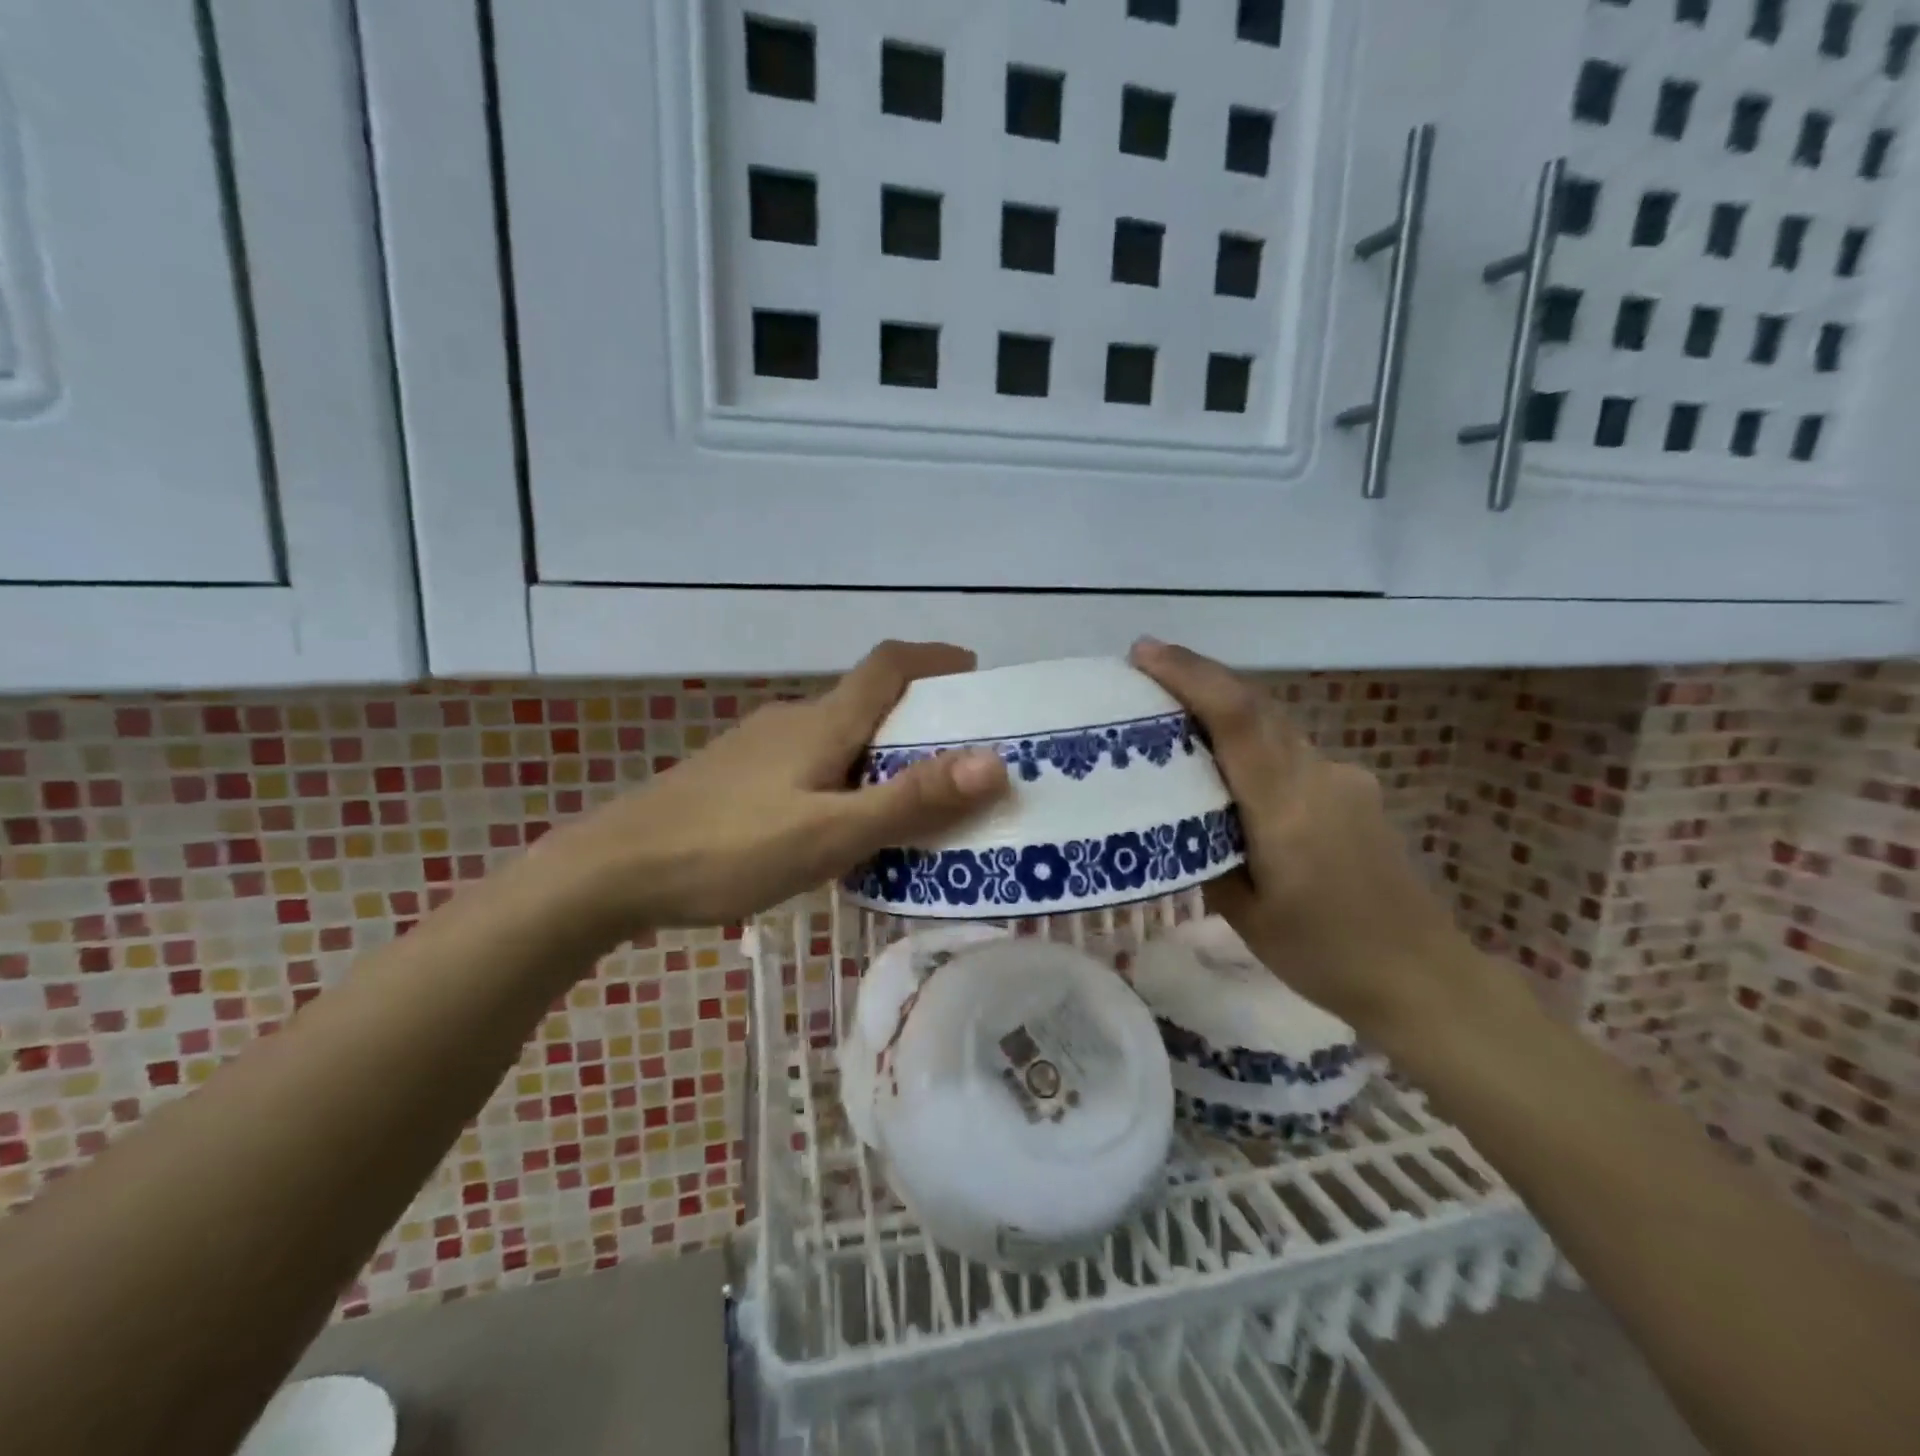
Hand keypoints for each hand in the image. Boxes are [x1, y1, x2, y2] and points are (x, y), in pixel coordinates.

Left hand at [530, 641, 1008, 936]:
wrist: (612, 870)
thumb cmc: (728, 849)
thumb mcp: (830, 834)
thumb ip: (910, 801)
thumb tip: (993, 763)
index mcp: (822, 723)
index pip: (889, 665)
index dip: (935, 658)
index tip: (975, 672)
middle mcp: (793, 720)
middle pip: (867, 702)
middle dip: (918, 719)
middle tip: (959, 760)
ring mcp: (758, 747)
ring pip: (837, 736)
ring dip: (880, 754)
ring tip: (910, 801)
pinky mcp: (736, 775)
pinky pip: (809, 762)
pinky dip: (844, 777)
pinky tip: (839, 824)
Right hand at [1129, 638, 1470, 1039]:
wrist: (1423, 974)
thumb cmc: (1324, 954)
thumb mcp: (1244, 914)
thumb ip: (1206, 852)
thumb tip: (1178, 815)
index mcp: (1286, 807)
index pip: (1235, 718)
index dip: (1189, 676)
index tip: (1143, 652)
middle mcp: (1318, 776)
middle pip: (1254, 706)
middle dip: (1198, 679)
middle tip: (1145, 675)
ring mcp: (1343, 778)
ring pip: (1274, 725)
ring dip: (1225, 708)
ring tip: (1177, 720)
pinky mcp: (1355, 790)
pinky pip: (1291, 750)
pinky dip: (1253, 742)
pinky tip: (1233, 772)